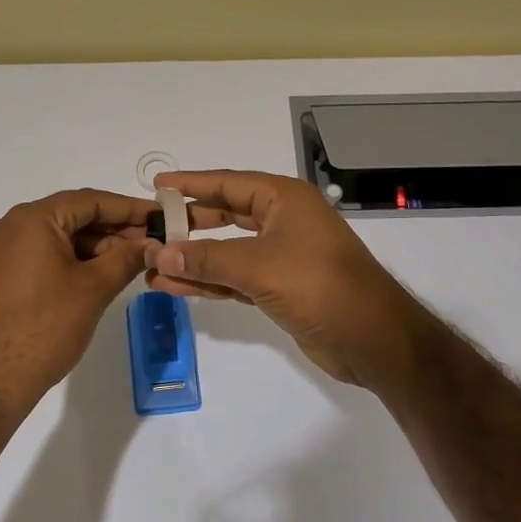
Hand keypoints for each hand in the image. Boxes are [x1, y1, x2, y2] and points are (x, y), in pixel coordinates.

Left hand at [0, 188, 154, 412]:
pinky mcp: (5, 273)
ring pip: (62, 236)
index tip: (161, 217)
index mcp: (33, 219)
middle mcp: (14, 225)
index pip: (90, 200)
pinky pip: (47, 253)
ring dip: (98, 246)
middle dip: (115, 228)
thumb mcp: (95, 288)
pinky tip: (104, 272)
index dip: (129, 208)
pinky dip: (76, 259)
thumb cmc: (47, 326)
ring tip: (134, 260)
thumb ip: (127, 258)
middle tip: (153, 242)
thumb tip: (154, 244)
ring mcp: (5, 250)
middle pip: (75, 215)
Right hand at [143, 169, 435, 387]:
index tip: (157, 187)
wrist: (371, 338)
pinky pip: (234, 278)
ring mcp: (281, 256)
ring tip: (150, 267)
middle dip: (187, 226)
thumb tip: (157, 255)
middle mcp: (282, 221)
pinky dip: (209, 282)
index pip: (227, 184)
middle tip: (149, 231)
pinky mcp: (279, 288)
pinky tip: (175, 287)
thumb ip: (206, 259)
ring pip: (226, 252)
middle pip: (224, 216)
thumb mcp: (257, 266)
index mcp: (283, 199)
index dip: (191, 184)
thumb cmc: (318, 285)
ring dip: (192, 260)